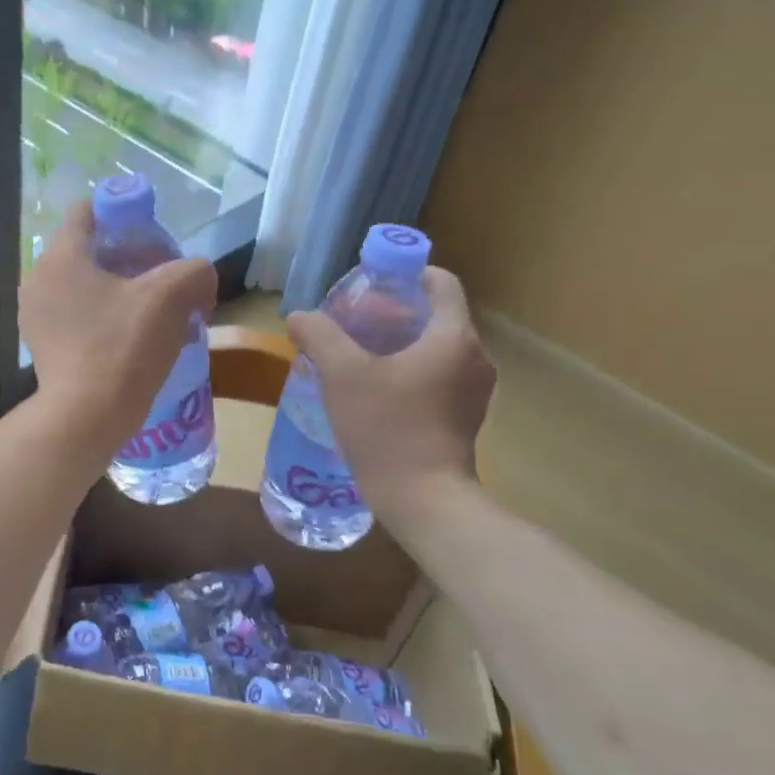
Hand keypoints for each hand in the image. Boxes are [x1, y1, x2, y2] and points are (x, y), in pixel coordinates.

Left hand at [21, 201, 217, 456]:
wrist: (86, 417)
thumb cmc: (123, 347)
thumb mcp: (171, 298)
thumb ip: (194, 271)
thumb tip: (199, 277)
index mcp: (61, 256)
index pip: (88, 210)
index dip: (124, 213)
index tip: (153, 237)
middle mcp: (38, 278)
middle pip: (86, 249)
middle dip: (125, 256)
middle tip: (159, 278)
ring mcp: (34, 315)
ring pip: (80, 284)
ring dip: (114, 289)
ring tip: (148, 311)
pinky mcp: (40, 345)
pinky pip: (73, 315)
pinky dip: (99, 316)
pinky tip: (126, 338)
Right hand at [286, 267, 495, 519]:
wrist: (423, 499)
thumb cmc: (386, 427)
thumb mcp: (342, 374)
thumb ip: (320, 336)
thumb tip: (299, 317)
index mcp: (453, 337)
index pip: (441, 282)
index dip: (407, 274)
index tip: (372, 285)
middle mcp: (475, 357)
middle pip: (437, 315)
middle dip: (396, 312)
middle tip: (354, 322)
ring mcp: (474, 391)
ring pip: (437, 348)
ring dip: (402, 343)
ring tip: (360, 356)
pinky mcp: (465, 417)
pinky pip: (439, 376)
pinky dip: (412, 371)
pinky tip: (377, 390)